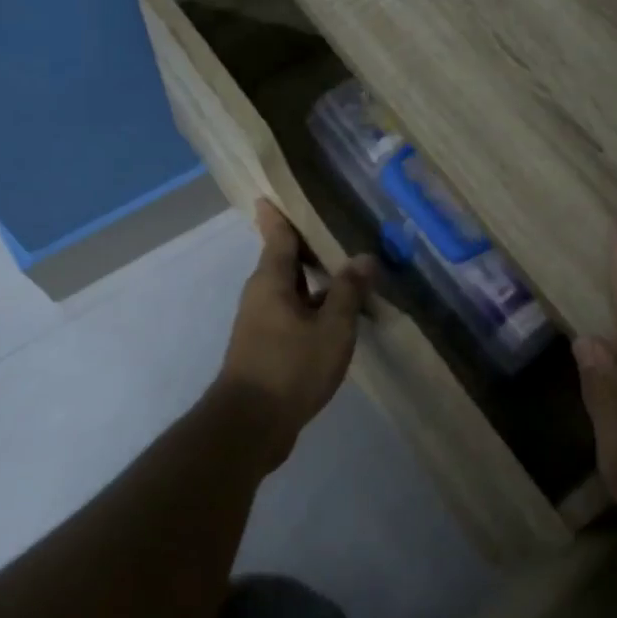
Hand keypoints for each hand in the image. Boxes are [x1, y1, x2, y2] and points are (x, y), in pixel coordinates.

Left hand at [216, 199, 373, 449]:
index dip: (278, 214)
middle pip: (284, 261)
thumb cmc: (291, 367)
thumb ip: (348, 291)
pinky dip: (313, 306)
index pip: (276, 235)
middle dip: (306, 245)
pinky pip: (293, 313)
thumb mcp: (331, 328)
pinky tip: (337, 314)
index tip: (274, 192)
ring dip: (315, 279)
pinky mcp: (266, 347)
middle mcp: (261, 295)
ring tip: (347, 269)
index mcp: (270, 281)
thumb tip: (364, 258)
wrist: (252, 425)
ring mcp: (261, 323)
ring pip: (291, 289)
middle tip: (335, 226)